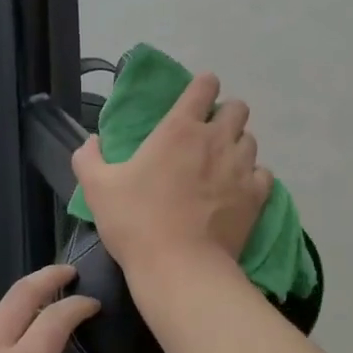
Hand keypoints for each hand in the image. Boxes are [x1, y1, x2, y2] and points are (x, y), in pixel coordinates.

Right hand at [71, 72, 273, 275]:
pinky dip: (253, 177)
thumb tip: (91, 141)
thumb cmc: (136, 221)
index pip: (204, 86)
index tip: (197, 96)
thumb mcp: (97, 187)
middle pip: (237, 109)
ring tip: (223, 163)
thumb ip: (89, 158)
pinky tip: (239, 189)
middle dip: (225, 115)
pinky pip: (264, 174)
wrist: (179, 267)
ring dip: (238, 145)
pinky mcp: (256, 196)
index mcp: (179, 129)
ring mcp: (240, 167)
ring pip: (251, 140)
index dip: (203, 85)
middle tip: (208, 134)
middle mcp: (216, 139)